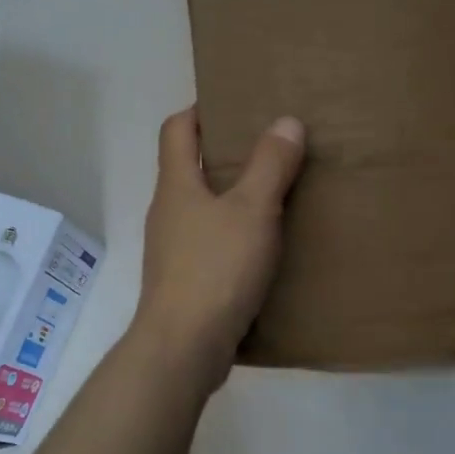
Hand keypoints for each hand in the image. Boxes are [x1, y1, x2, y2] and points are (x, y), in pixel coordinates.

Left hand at [132, 106, 305, 376]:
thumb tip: (286, 121)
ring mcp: (173, 251)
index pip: (176, 130)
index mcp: (176, 186)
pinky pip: (211, 246)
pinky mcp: (185, 283)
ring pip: (203, 210)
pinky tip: (266, 250)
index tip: (235, 107)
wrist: (184, 347)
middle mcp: (168, 213)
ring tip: (276, 198)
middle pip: (189, 169)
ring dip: (233, 200)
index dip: (200, 111)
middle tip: (271, 151)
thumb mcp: (252, 210)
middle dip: (225, 157)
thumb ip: (270, 165)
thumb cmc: (216, 269)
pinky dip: (235, 238)